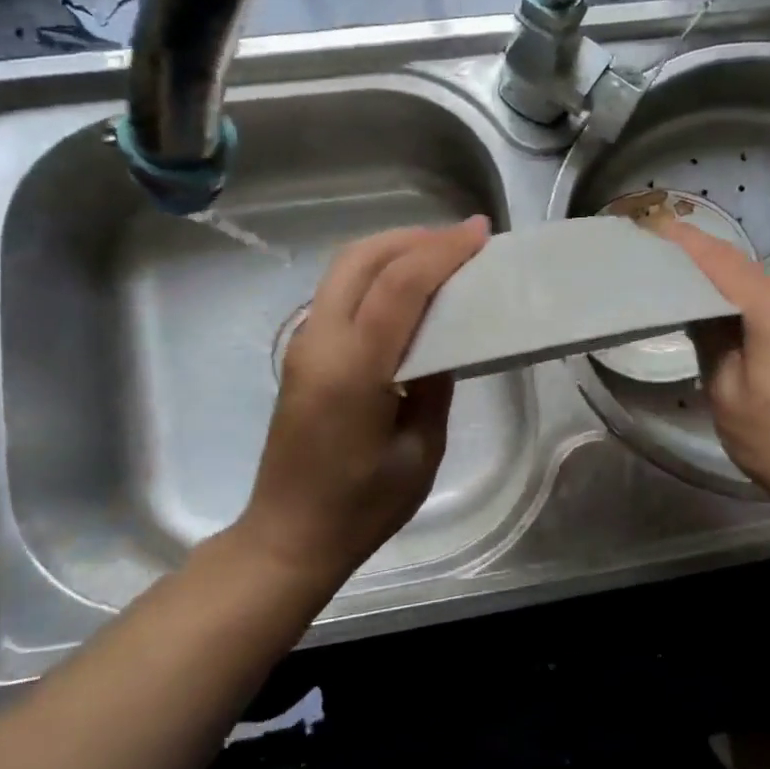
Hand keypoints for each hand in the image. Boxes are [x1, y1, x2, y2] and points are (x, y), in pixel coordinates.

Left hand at [237, 217, 489, 589]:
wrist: (289, 536)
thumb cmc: (362, 506)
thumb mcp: (421, 451)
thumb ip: (434, 385)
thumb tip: (445, 341)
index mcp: (354, 368)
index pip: (399, 285)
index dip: (442, 251)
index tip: (480, 232)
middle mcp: (320, 342)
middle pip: (362, 258)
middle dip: (414, 237)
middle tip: (462, 240)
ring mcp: (304, 344)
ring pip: (345, 268)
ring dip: (393, 250)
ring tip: (439, 255)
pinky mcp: (302, 353)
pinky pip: (339, 291)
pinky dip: (376, 274)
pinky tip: (407, 289)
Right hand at [660, 221, 769, 530]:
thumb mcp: (728, 398)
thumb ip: (712, 342)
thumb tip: (704, 311)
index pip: (724, 263)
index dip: (688, 243)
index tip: (659, 224)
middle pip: (754, 282)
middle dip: (720, 290)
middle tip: (688, 306)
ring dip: (753, 311)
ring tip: (733, 343)